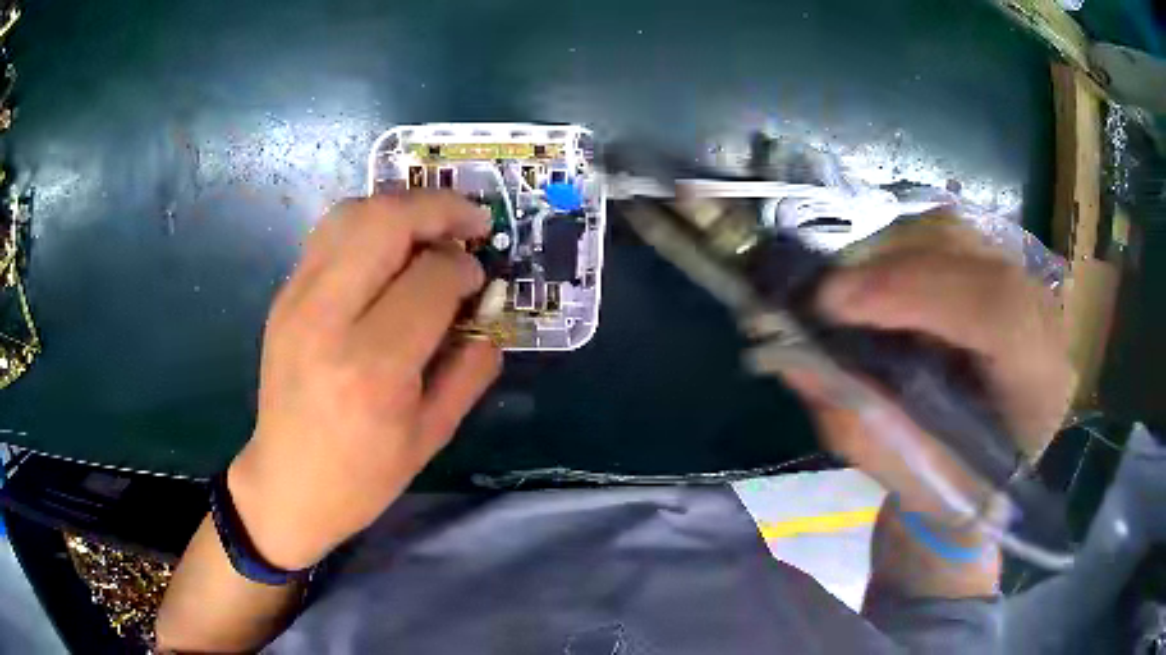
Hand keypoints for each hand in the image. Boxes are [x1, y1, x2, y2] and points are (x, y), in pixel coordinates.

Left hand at [228, 193, 501, 569]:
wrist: (287, 483)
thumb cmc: (363, 474)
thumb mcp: (432, 435)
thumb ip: (470, 370)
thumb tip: (489, 318)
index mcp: (373, 367)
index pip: (430, 279)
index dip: (464, 268)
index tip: (478, 280)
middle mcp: (328, 319)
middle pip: (385, 222)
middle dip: (439, 208)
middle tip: (470, 221)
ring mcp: (296, 301)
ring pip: (352, 213)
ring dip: (402, 207)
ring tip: (431, 226)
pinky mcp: (283, 297)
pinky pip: (329, 234)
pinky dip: (369, 225)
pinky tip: (389, 248)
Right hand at [778, 219, 1073, 516]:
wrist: (985, 473)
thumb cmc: (952, 488)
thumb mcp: (904, 474)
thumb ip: (857, 423)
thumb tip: (794, 361)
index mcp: (1039, 384)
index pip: (996, 309)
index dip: (917, 294)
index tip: (836, 303)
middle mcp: (1042, 319)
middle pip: (970, 255)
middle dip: (891, 270)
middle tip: (826, 301)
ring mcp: (1022, 282)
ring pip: (953, 235)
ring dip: (889, 259)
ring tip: (848, 300)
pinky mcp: (998, 268)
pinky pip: (944, 239)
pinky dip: (899, 256)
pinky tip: (878, 291)